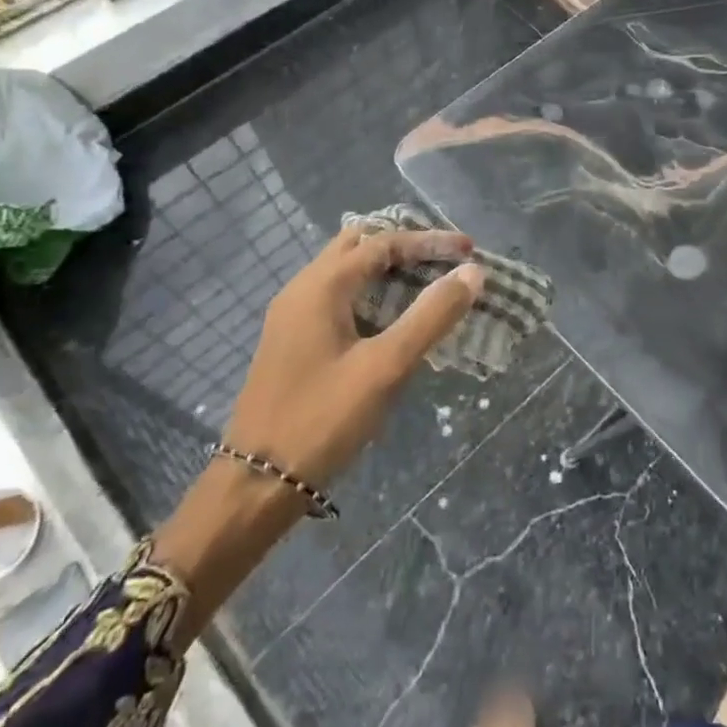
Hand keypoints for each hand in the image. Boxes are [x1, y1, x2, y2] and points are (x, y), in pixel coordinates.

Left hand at [223, 223, 482, 486]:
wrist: (255, 484)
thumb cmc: (322, 419)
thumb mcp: (386, 367)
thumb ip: (431, 316)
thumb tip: (472, 273)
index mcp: (321, 286)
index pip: (383, 242)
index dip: (429, 241)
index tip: (469, 249)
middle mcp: (302, 289)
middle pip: (359, 245)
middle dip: (405, 246)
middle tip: (445, 261)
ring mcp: (293, 316)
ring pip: (346, 272)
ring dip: (388, 270)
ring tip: (428, 285)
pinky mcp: (293, 341)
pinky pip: (338, 297)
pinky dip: (371, 294)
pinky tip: (394, 320)